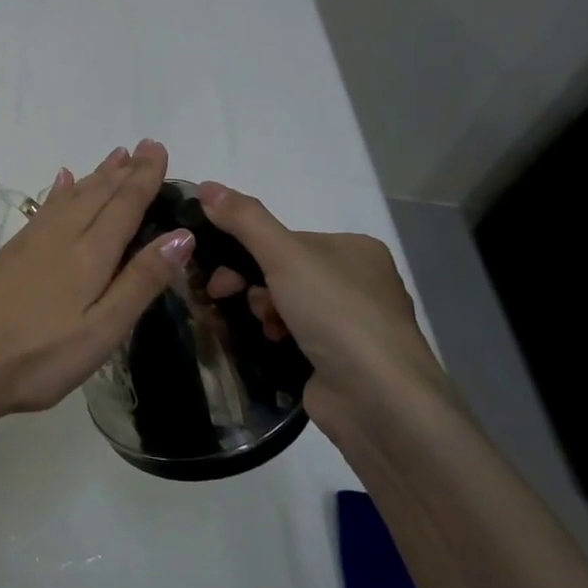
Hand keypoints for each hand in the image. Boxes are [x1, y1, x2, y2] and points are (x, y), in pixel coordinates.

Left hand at [0, 140, 193, 426]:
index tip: (158, 149)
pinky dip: (59, 190)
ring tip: (115, 156)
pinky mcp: (11, 252)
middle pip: (98, 194)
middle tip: (145, 146)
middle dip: (124, 170)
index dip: (144, 177)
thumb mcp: (103, 330)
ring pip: (71, 196)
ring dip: (96, 175)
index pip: (124, 205)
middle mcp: (61, 236)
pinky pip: (45, 207)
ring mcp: (31, 241)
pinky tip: (62, 181)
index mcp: (89, 255)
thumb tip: (181, 234)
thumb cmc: (43, 357)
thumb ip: (140, 281)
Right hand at [194, 182, 447, 424]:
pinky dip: (275, 335)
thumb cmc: (337, 315)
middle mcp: (357, 282)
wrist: (380, 401)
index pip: (284, 239)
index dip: (245, 249)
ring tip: (263, 327)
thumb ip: (244, 220)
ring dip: (261, 310)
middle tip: (222, 295)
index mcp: (354, 249)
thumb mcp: (285, 256)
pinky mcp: (340, 359)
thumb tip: (206, 185)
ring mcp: (350, 323)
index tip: (217, 270)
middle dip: (250, 282)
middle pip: (281, 270)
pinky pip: (293, 333)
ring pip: (284, 303)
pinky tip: (272, 343)